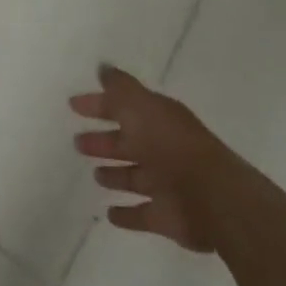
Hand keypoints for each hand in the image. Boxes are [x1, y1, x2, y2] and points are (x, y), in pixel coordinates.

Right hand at [70, 64, 231, 252]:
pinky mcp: (166, 217)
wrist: (212, 198)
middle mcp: (162, 149)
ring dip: (115, 175)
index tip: (73, 105)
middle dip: (103, 142)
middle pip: (127, 143)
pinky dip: (127, 214)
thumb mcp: (140, 106)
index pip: (123, 107)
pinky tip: (110, 213)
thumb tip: (103, 68)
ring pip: (134, 177)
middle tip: (78, 142)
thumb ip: (120, 88)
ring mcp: (165, 185)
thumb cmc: (170, 145)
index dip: (99, 105)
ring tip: (95, 175)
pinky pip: (141, 214)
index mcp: (157, 119)